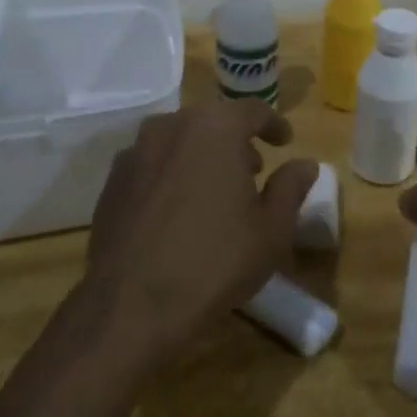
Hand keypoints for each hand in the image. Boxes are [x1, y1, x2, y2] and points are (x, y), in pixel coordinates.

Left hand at [83, 100, 318, 360]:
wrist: (132, 305)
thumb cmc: (215, 260)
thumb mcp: (272, 229)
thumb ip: (291, 188)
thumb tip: (304, 164)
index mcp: (215, 127)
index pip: (253, 111)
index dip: (274, 125)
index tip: (285, 142)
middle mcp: (171, 127)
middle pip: (212, 122)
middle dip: (236, 142)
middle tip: (253, 171)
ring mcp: (135, 153)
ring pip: (179, 141)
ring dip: (201, 156)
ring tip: (214, 191)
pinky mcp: (112, 183)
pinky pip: (152, 166)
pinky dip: (172, 176)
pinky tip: (178, 211)